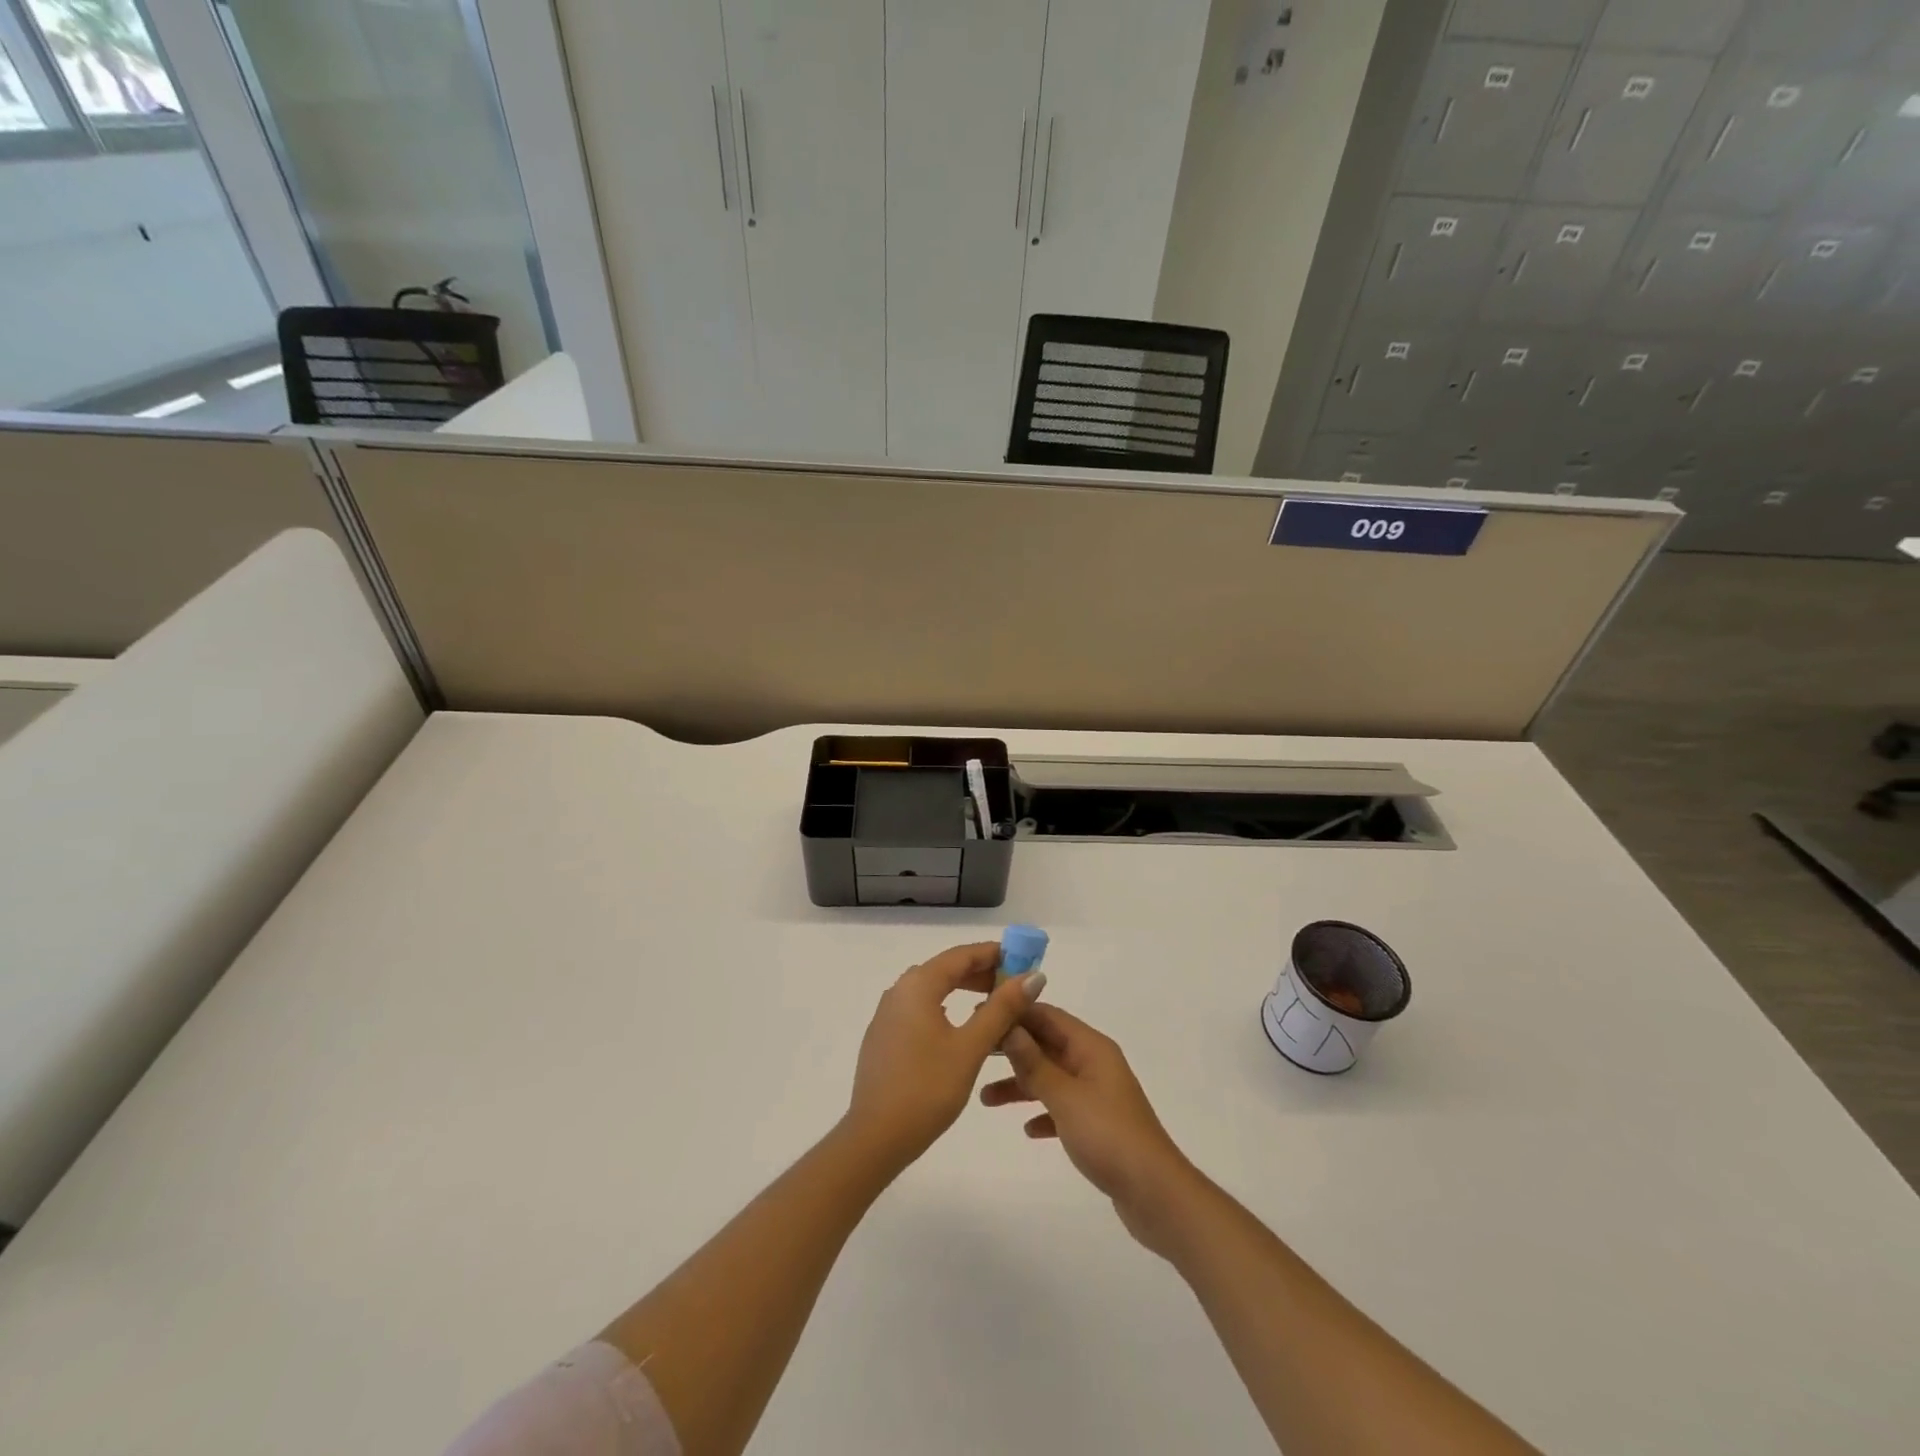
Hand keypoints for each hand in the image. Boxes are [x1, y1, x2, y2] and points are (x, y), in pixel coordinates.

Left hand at [845, 942, 1046, 1175]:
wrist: (875, 1138)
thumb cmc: (927, 1088)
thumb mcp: (971, 1047)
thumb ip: (1002, 1008)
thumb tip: (1033, 976)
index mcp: (918, 985)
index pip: (961, 955)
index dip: (993, 953)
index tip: (1022, 958)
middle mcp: (898, 991)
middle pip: (945, 969)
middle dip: (980, 972)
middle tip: (1014, 985)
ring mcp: (886, 1015)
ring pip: (931, 989)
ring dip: (962, 990)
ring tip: (993, 1004)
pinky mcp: (883, 1037)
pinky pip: (919, 1009)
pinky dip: (944, 1007)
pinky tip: (960, 1027)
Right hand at [983, 1004, 1199, 1257]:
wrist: (1155, 1194)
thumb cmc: (1108, 1136)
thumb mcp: (1065, 1096)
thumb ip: (1033, 1063)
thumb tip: (1008, 1025)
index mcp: (1091, 1048)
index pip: (1047, 1016)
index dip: (1015, 1012)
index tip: (980, 1014)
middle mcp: (1095, 1064)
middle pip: (1046, 1045)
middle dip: (1012, 1048)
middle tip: (975, 1052)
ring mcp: (1098, 1095)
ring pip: (1051, 1078)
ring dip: (1021, 1084)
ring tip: (985, 1099)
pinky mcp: (1098, 1125)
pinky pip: (1062, 1108)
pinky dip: (1043, 1113)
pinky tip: (1027, 1130)